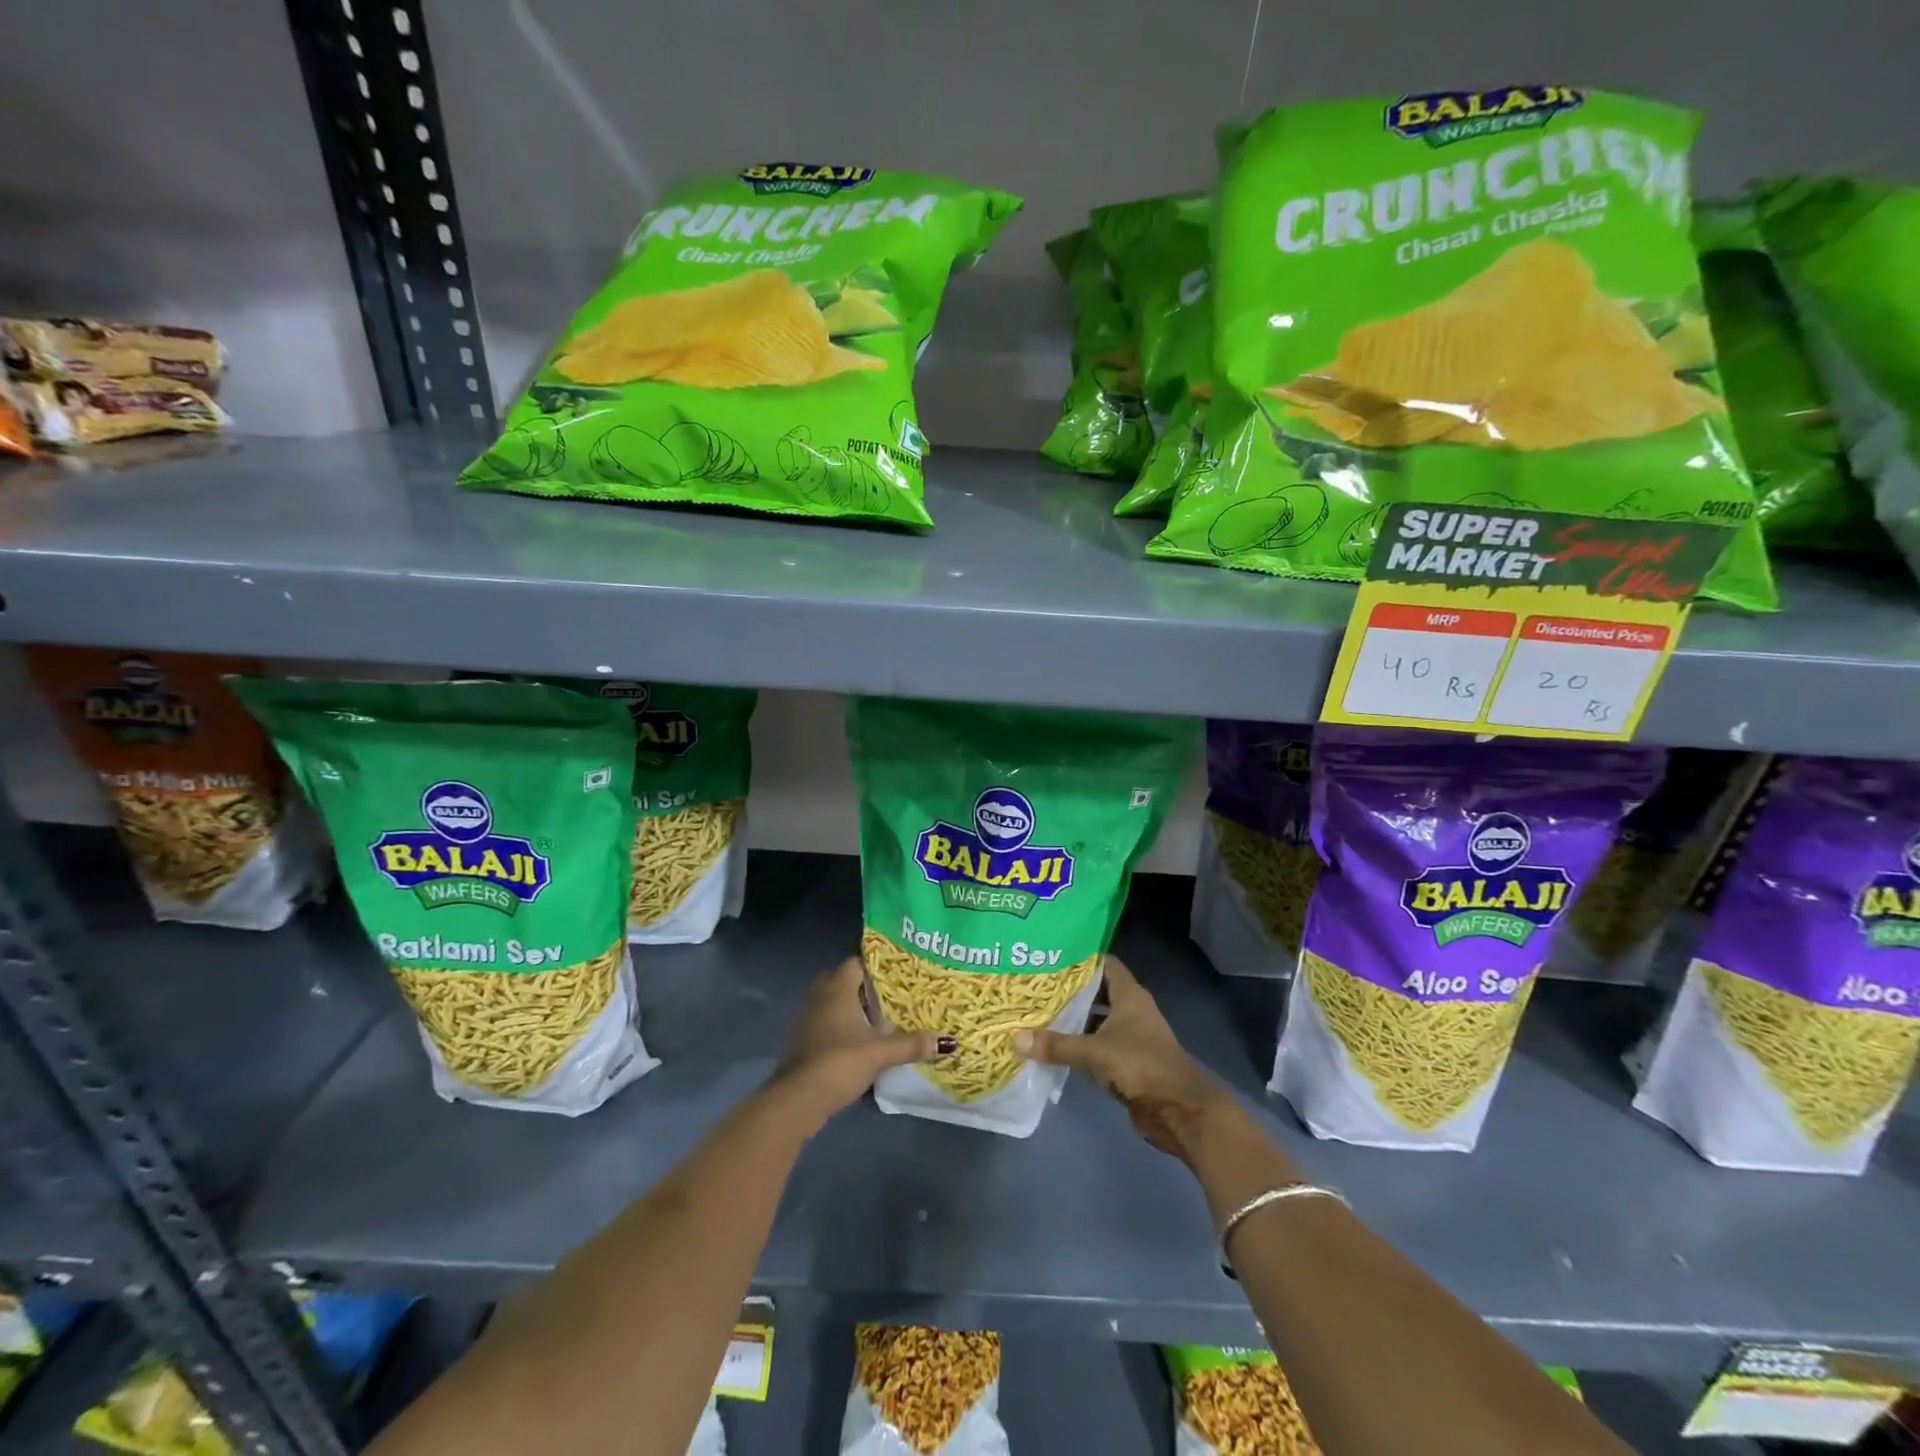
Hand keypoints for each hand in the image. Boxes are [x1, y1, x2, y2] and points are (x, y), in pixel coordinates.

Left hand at [772, 957, 949, 1129]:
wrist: (798, 1098)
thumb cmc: (840, 1061)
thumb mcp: (881, 1053)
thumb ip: (912, 1044)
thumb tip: (947, 1041)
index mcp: (837, 989)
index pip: (855, 963)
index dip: (874, 966)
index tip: (895, 974)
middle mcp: (819, 997)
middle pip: (840, 980)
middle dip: (860, 987)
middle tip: (886, 997)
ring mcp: (807, 1019)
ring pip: (830, 1002)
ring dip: (848, 1008)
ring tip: (875, 1019)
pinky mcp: (802, 1041)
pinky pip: (823, 1022)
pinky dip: (838, 1026)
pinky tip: (856, 1042)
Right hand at [1014, 956, 1234, 1162]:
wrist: (1179, 1110)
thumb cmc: (1141, 1066)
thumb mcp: (1095, 1052)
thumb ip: (1057, 1045)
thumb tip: (1015, 1038)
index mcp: (1129, 995)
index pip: (1104, 963)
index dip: (1080, 957)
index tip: (1050, 955)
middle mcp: (1131, 1009)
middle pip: (1097, 990)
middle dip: (1069, 989)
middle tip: (1036, 984)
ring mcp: (1131, 1036)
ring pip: (1097, 1018)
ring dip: (1074, 1018)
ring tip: (1038, 1011)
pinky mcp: (1128, 1061)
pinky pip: (1098, 1044)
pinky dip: (1080, 1043)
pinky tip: (1055, 1045)